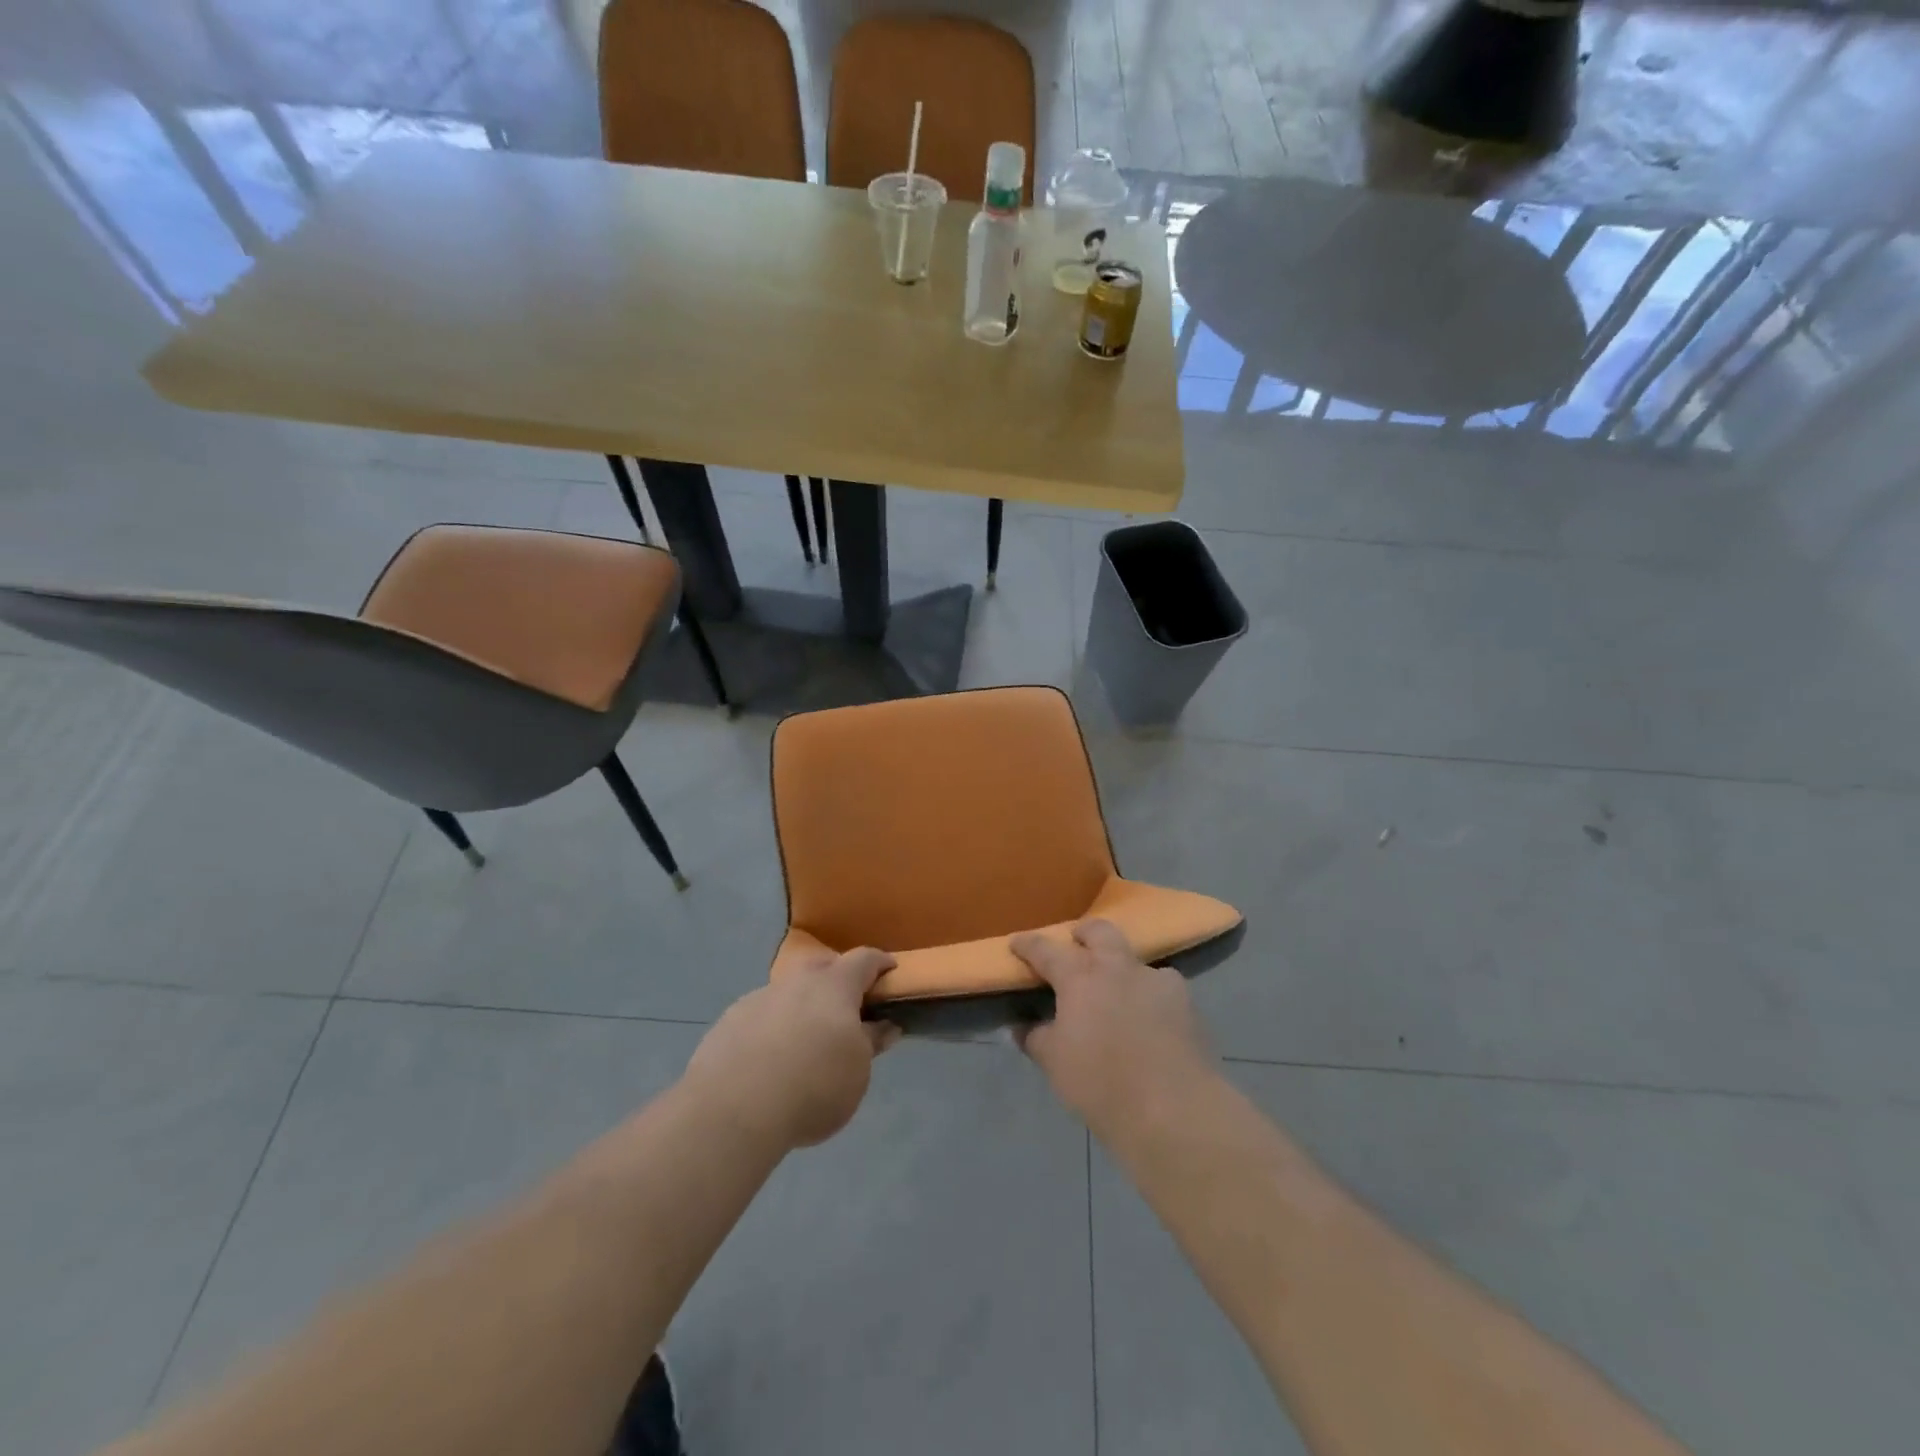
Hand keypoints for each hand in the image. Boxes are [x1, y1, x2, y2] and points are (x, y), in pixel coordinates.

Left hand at [683, 947, 900, 1148]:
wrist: (732, 1109)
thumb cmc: (813, 1086)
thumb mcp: (857, 1072)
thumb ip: (871, 1043)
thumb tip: (885, 1025)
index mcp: (835, 986)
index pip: (864, 959)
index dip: (880, 964)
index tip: (890, 972)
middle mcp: (797, 981)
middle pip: (823, 965)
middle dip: (838, 978)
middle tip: (847, 1006)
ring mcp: (760, 997)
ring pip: (789, 991)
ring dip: (802, 1005)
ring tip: (805, 1039)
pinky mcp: (730, 1020)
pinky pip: (762, 1014)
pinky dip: (773, 1026)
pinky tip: (770, 1058)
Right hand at [1011, 919, 1216, 1140]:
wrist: (1174, 1110)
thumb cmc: (1101, 1084)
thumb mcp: (1055, 1063)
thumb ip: (1036, 1038)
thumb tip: (1023, 1026)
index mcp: (1080, 977)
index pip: (1046, 950)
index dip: (1028, 945)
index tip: (1016, 943)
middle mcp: (1118, 968)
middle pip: (1100, 932)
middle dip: (1084, 932)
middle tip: (1076, 942)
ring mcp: (1157, 981)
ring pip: (1135, 959)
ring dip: (1122, 967)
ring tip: (1118, 991)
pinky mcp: (1187, 1003)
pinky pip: (1162, 988)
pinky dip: (1150, 996)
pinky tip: (1150, 1018)